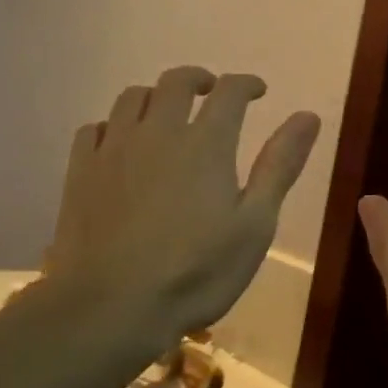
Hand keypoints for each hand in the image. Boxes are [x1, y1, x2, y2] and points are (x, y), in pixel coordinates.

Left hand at [42, 67, 319, 347]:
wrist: (111, 307)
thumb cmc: (196, 272)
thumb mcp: (255, 224)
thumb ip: (279, 166)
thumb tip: (308, 116)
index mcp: (206, 143)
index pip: (229, 92)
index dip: (247, 84)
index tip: (258, 91)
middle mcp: (158, 132)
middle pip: (176, 82)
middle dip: (199, 79)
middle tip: (212, 92)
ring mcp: (113, 149)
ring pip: (132, 98)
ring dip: (156, 96)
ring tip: (168, 114)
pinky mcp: (80, 172)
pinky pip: (95, 128)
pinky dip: (116, 125)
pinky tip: (122, 145)